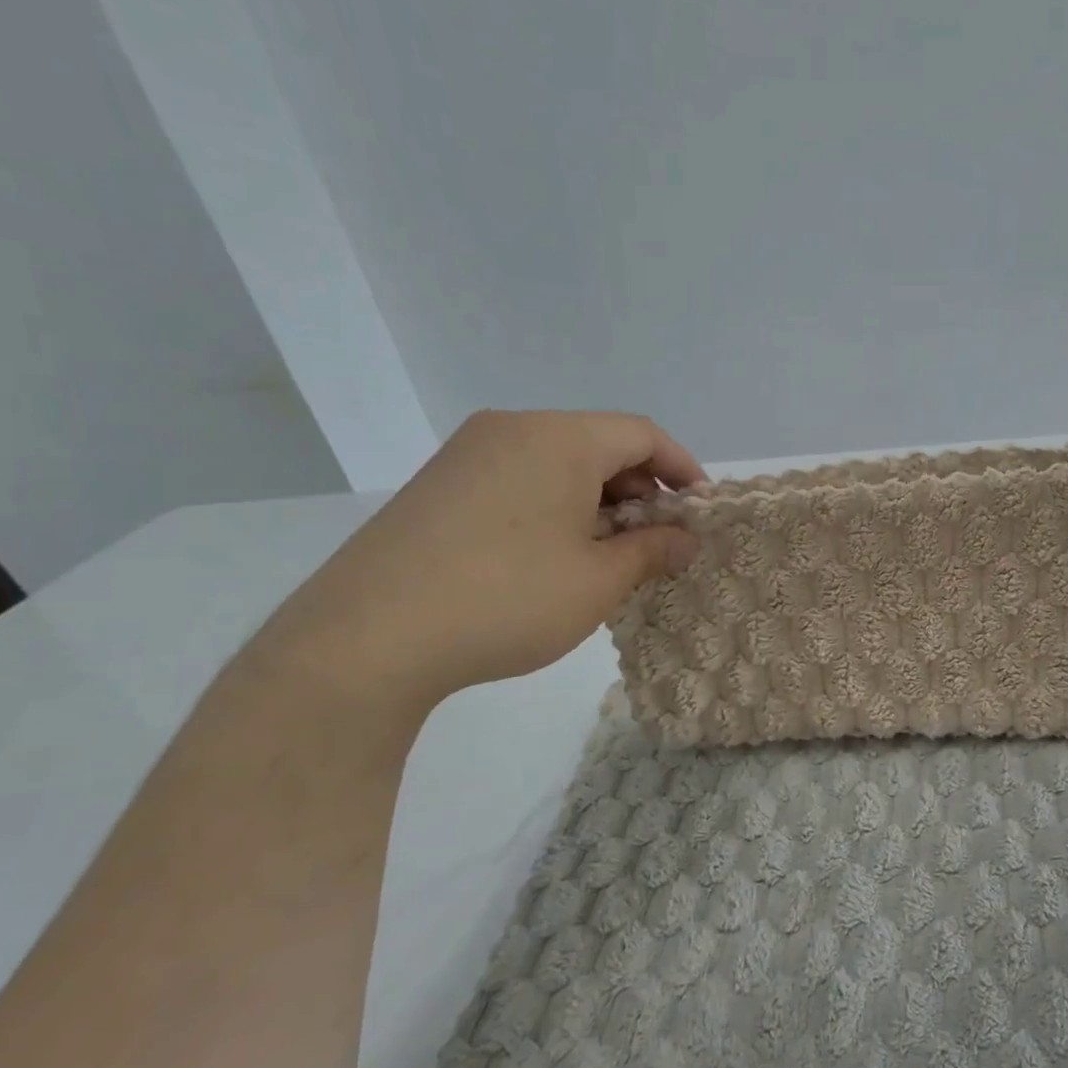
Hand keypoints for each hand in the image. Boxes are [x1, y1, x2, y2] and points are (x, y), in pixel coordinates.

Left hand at [253, 410, 703, 712]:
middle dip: (640, 490)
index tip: (700, 511)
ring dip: (598, 501)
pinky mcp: (438, 484)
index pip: (642, 434)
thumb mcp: (599, 581)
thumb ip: (653, 551)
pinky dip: (555, 506)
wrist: (367, 638)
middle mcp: (512, 429)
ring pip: (558, 462)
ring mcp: (468, 454)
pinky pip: (519, 478)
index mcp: (560, 438)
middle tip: (657, 542)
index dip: (682, 469)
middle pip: (600, 443)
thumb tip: (685, 539)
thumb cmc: (508, 599)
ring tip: (608, 555)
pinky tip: (554, 557)